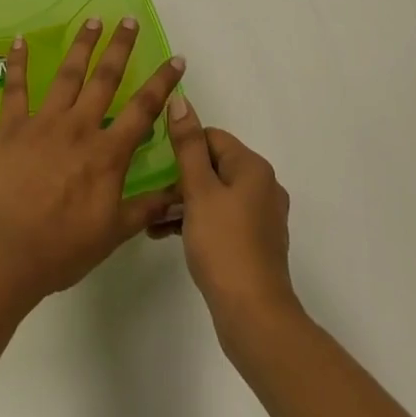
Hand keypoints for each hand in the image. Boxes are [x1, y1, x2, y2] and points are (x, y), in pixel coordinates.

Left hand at [0, 18, 185, 308]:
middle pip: (105, 79)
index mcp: (107, 154)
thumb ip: (146, 208)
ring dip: (82, 45)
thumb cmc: (61, 249)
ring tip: (93, 20)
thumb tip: (181, 193)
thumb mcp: (113, 234)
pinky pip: (15, 88)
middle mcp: (79, 128)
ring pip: (67, 75)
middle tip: (130, 20)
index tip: (176, 59)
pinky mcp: (11, 127)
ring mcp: (43, 123)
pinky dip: (16, 63)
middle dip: (120, 47)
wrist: (4, 253)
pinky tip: (19, 39)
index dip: (162, 83)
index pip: (143, 110)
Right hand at [160, 98, 299, 351]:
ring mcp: (262, 217)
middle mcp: (264, 186)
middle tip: (152, 194)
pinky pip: (222, 219)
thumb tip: (181, 100)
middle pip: (214, 165)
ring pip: (216, 194)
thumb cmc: (223, 245)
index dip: (183, 147)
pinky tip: (169, 237)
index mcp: (253, 167)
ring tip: (152, 220)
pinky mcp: (256, 243)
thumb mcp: (199, 190)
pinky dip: (198, 222)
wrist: (254, 316)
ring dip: (185, 202)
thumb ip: (188, 145)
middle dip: (181, 178)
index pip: (212, 137)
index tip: (156, 164)